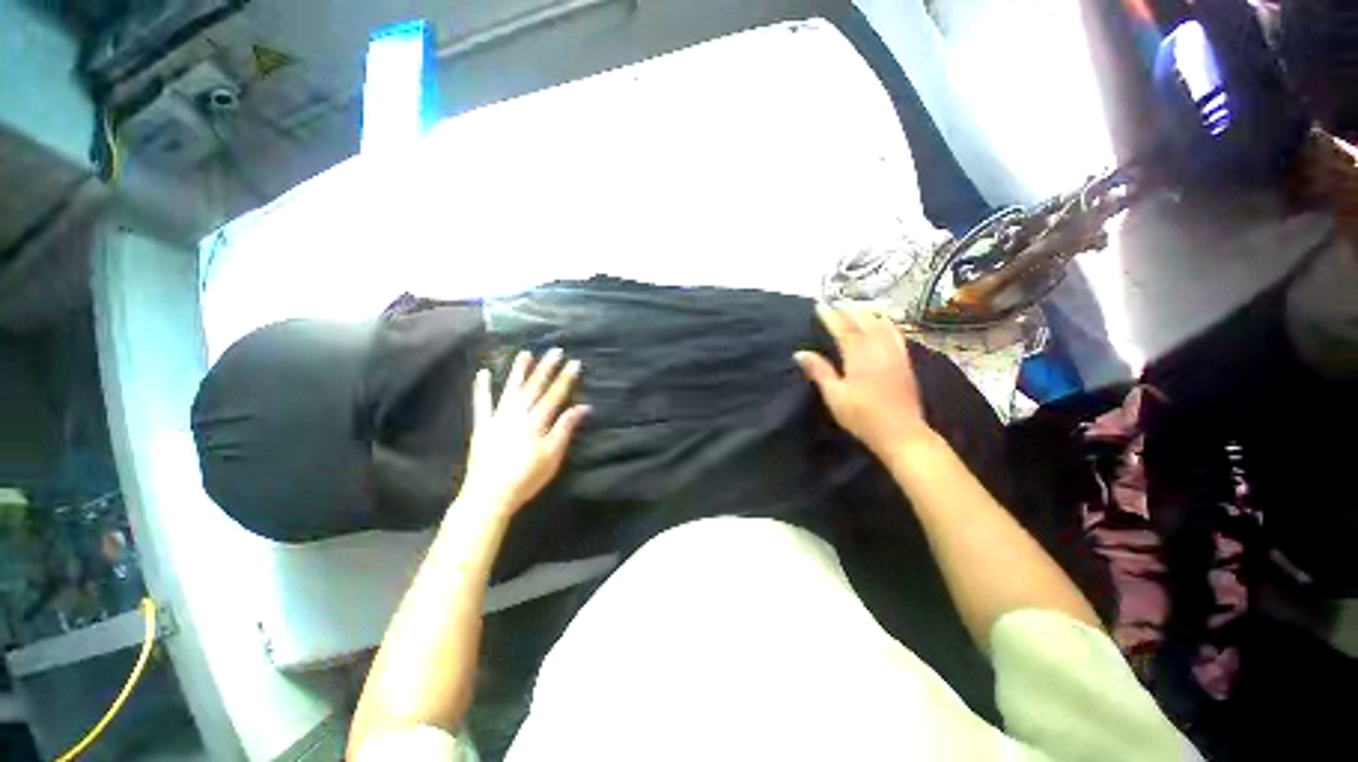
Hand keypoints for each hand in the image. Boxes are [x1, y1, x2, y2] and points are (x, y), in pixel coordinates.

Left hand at [459, 348, 588, 518]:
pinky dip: (481, 388)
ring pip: (510, 389)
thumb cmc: (527, 477)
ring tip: (525, 353)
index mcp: (537, 422)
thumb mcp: (553, 455)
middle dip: (546, 368)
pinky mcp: (482, 425)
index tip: (574, 363)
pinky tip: (481, 373)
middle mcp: (518, 414)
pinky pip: (482, 403)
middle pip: (535, 387)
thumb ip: (565, 428)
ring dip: (519, 371)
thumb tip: (582, 407)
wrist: (490, 494)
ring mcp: (498, 418)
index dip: (565, 378)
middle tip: (555, 350)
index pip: (555, 395)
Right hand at [795, 306, 931, 457]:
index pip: (844, 328)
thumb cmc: (863, 417)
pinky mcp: (905, 362)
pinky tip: (881, 324)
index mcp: (860, 356)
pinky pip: (896, 333)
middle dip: (849, 310)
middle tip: (834, 306)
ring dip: (867, 313)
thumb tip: (800, 353)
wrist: (902, 434)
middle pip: (865, 321)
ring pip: (883, 324)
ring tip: (855, 309)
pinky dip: (885, 323)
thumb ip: (819, 371)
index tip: (819, 306)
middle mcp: (880, 349)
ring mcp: (896, 354)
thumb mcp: (835, 396)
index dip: (831, 316)